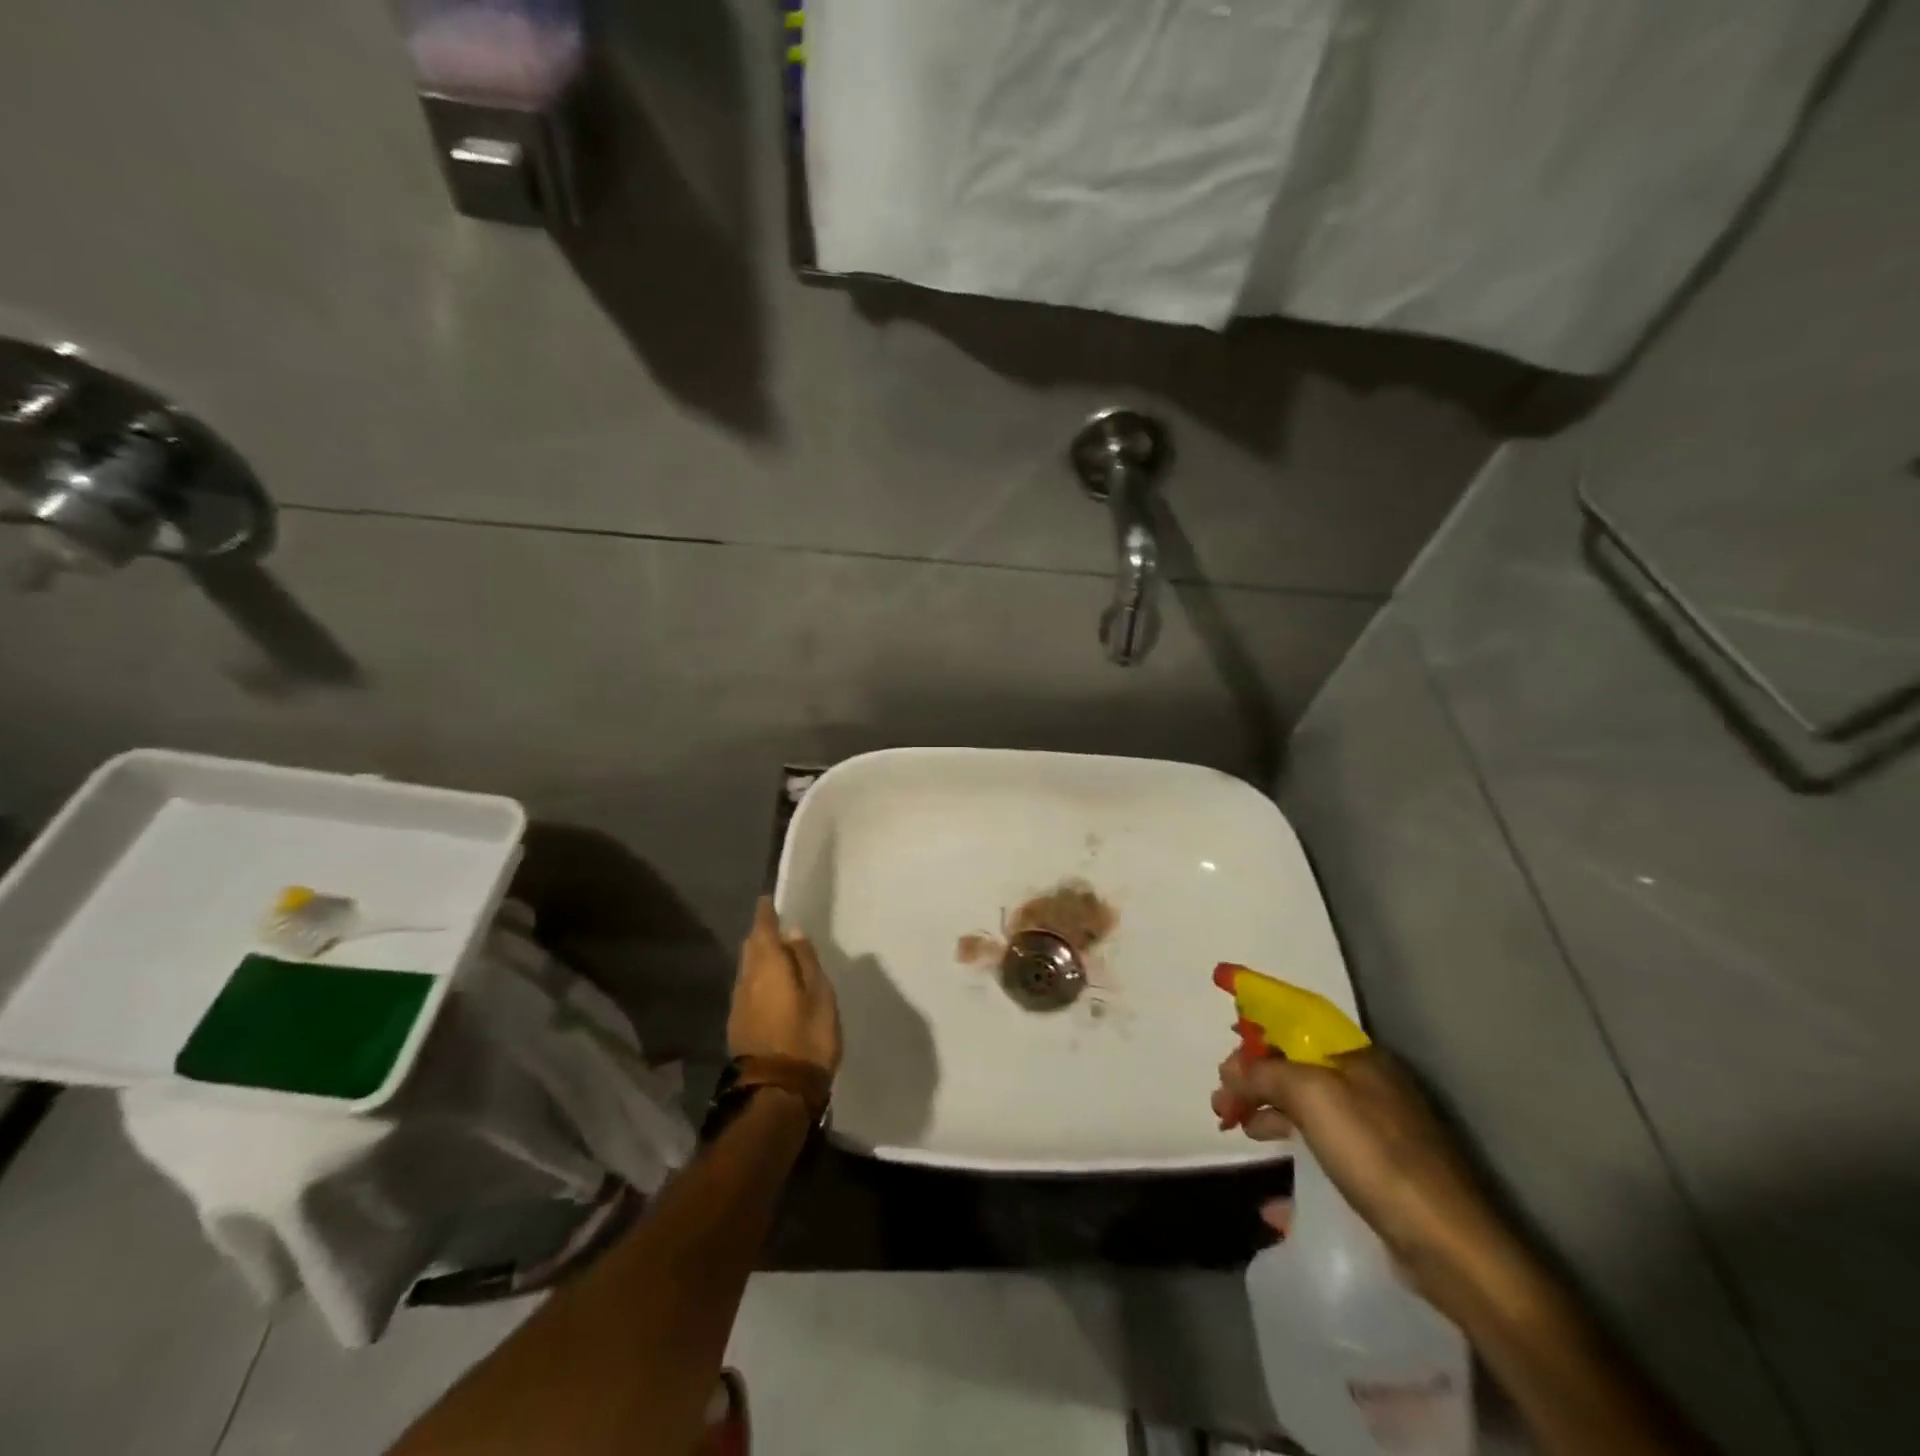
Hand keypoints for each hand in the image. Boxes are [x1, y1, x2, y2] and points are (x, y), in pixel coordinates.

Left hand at [728, 898, 841, 1075]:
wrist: (777, 1092)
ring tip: (779, 956)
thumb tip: (793, 932)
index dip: (766, 913)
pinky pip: (748, 988)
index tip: (769, 899)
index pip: (763, 929)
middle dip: (761, 934)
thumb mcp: (820, 995)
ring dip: (759, 958)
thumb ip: (806, 961)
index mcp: (768, 966)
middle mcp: (747, 980)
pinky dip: (759, 979)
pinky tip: (772, 986)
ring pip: (747, 969)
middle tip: (778, 926)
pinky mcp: (738, 1024)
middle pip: (751, 948)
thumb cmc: (807, 1037)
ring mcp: (739, 1004)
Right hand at [1215, 1046, 1513, 1301]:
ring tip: (1233, 1128)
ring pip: (1305, 1109)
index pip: (1299, 1023)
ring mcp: (1375, 1132)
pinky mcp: (1377, 1176)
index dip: (1260, 1023)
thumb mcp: (1313, 1096)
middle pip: (1296, 1068)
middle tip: (1220, 1098)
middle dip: (1252, 1076)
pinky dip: (1291, 1165)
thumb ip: (1266, 1073)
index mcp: (1358, 1057)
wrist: (1449, 1246)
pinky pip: (1321, 1156)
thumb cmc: (1376, 1154)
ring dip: (1264, 1113)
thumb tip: (1233, 1069)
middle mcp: (1367, 1086)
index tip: (1226, 1036)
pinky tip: (1271, 1199)